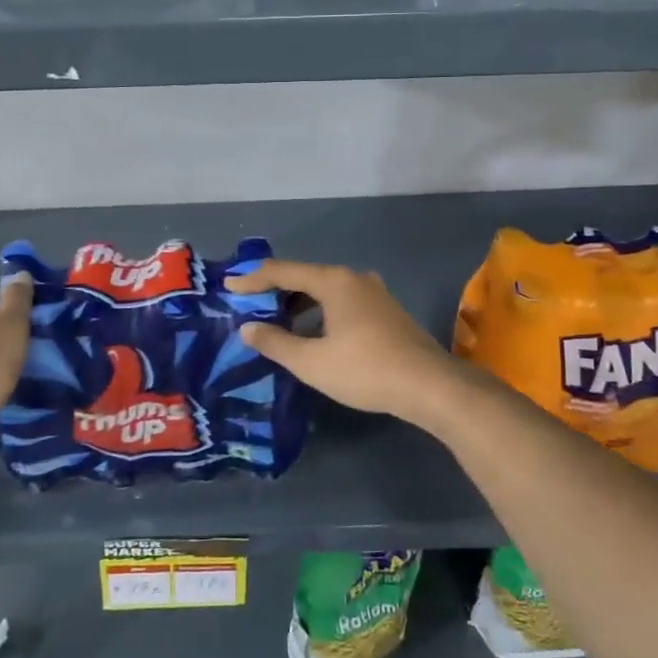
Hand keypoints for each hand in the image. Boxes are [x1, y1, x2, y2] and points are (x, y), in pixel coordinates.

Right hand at [226, 260, 474, 429]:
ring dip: (298, 303)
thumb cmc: (365, 370)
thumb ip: (275, 342)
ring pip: (326, 290)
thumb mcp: (311, 362)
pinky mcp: (386, 311)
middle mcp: (354, 278)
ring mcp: (374, 293)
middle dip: (275, 290)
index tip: (228, 285)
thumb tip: (247, 327)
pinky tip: (313, 334)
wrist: (429, 385)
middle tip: (249, 304)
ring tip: (277, 322)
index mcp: (334, 281)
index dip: (253, 278)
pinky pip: (342, 301)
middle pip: (305, 276)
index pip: (283, 271)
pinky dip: (319, 311)